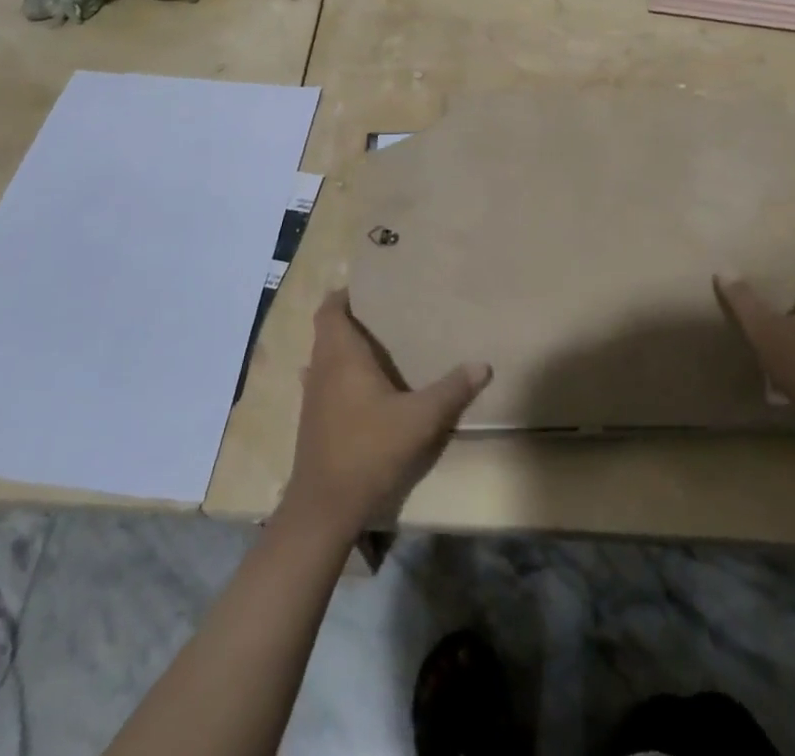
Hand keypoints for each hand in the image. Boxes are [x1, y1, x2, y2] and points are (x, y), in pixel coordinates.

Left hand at [282, 290, 490, 536]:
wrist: (324, 508)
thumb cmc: (369, 450)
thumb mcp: (419, 419)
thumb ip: (451, 390)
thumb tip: (482, 364)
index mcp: (340, 355)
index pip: (330, 309)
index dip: (344, 294)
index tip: (370, 286)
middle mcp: (321, 368)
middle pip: (327, 329)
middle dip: (351, 317)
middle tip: (386, 311)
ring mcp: (312, 396)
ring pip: (323, 356)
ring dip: (343, 346)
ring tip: (378, 343)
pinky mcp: (312, 421)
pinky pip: (323, 381)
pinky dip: (337, 373)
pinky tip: (358, 385)